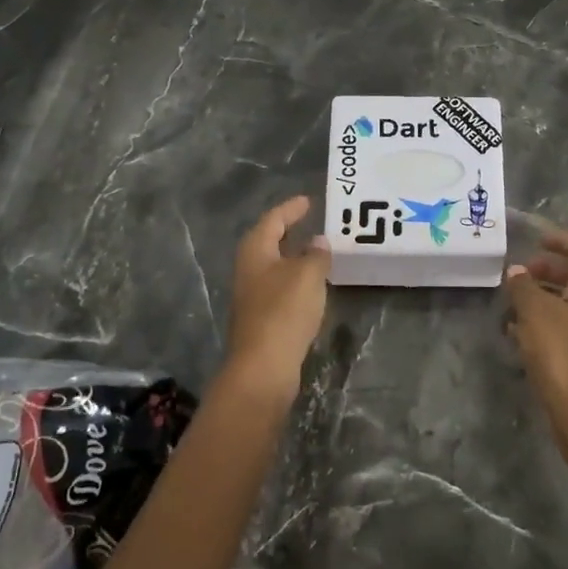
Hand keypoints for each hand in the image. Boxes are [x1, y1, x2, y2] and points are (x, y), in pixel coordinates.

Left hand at [221, 196, 330, 407]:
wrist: (263, 367)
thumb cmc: (283, 311)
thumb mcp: (307, 275)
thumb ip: (316, 254)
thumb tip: (318, 241)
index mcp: (255, 251)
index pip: (273, 220)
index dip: (291, 209)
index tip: (308, 201)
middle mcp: (249, 269)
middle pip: (269, 242)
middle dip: (289, 231)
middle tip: (312, 222)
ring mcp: (252, 296)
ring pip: (275, 267)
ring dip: (294, 257)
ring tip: (318, 251)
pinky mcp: (261, 318)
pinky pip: (280, 289)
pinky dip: (296, 281)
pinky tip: (312, 286)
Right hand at [504, 224, 567, 425]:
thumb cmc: (561, 351)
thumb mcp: (535, 311)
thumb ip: (523, 286)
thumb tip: (516, 272)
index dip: (561, 241)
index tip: (536, 240)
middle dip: (548, 270)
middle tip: (520, 274)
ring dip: (543, 298)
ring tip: (512, 304)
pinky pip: (567, 328)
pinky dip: (545, 322)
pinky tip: (519, 334)